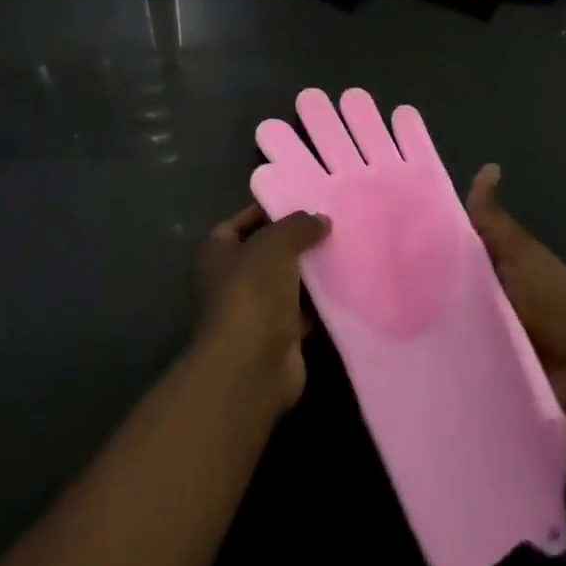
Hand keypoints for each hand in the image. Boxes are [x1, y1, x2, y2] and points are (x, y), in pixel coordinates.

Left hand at [194, 203, 330, 413]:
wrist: (252, 366)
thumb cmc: (252, 292)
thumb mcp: (275, 243)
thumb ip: (298, 225)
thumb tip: (321, 219)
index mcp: (218, 251)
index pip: (244, 219)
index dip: (271, 209)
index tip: (305, 199)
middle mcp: (232, 278)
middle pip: (268, 251)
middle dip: (297, 240)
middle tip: (333, 222)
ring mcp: (255, 309)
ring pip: (288, 281)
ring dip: (312, 270)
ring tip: (346, 246)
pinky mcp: (279, 336)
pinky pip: (304, 310)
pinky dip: (321, 301)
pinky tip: (347, 283)